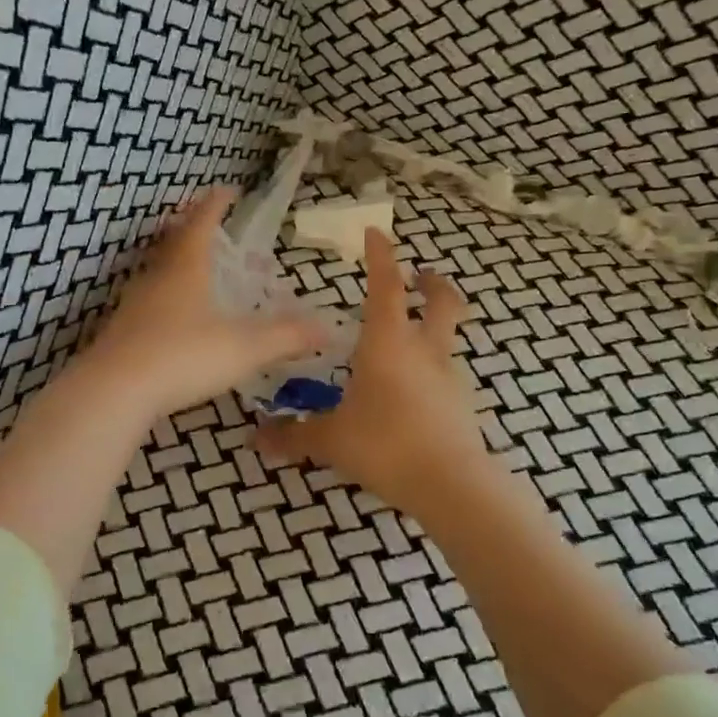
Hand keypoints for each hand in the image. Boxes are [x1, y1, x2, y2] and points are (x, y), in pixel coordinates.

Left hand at [85, 188, 326, 419]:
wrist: (115, 390)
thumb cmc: (184, 356)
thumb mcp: (244, 347)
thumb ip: (286, 337)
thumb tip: (327, 329)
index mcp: (187, 268)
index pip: (202, 223)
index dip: (216, 205)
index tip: (227, 190)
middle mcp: (157, 278)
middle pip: (173, 242)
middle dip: (192, 228)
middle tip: (207, 224)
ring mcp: (135, 305)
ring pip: (157, 271)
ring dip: (176, 262)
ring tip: (193, 268)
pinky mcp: (122, 331)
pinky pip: (147, 302)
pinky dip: (164, 297)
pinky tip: (172, 317)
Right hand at [255, 229, 491, 515]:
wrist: (451, 485)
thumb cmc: (385, 445)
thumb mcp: (331, 440)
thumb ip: (294, 435)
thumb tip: (256, 437)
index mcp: (387, 343)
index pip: (385, 286)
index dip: (381, 256)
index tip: (376, 231)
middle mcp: (423, 350)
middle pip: (440, 302)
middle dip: (432, 283)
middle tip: (423, 275)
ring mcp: (448, 377)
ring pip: (449, 337)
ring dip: (437, 324)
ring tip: (414, 337)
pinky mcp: (462, 404)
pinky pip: (448, 373)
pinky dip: (436, 368)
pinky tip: (419, 389)